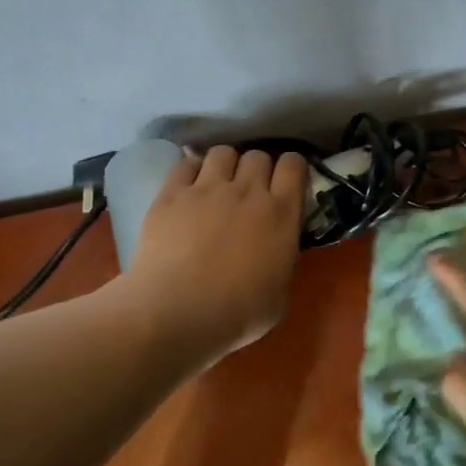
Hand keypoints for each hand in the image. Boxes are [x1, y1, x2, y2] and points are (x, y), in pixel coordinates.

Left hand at [121, 146, 309, 363]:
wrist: (177, 313)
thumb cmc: (236, 314)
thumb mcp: (280, 294)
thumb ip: (282, 260)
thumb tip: (276, 251)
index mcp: (280, 214)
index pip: (293, 165)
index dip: (291, 169)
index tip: (286, 183)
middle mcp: (247, 191)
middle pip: (257, 155)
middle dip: (257, 169)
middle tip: (249, 191)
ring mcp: (206, 189)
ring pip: (223, 152)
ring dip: (225, 165)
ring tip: (217, 185)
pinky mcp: (171, 194)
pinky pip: (185, 164)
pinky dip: (191, 171)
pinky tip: (188, 189)